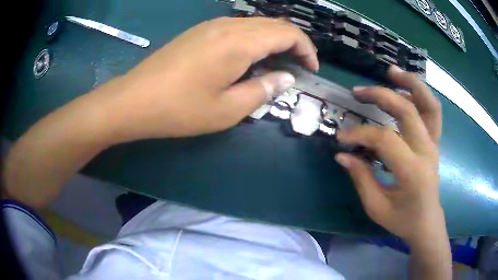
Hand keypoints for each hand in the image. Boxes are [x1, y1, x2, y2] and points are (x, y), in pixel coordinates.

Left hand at [100, 17, 317, 141]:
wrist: (135, 100)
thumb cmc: (180, 109)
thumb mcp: (227, 110)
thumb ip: (263, 90)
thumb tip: (285, 77)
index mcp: (239, 42)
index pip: (287, 33)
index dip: (306, 48)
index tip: (312, 69)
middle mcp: (228, 26)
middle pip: (274, 24)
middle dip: (295, 42)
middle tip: (300, 66)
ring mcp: (211, 26)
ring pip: (256, 24)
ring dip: (274, 39)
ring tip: (279, 63)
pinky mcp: (199, 31)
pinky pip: (238, 27)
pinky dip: (255, 38)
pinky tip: (251, 57)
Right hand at [334, 66, 443, 242]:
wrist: (427, 222)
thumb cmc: (402, 220)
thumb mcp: (376, 207)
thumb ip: (361, 178)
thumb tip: (342, 154)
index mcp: (413, 172)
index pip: (385, 139)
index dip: (360, 134)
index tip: (341, 138)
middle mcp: (427, 152)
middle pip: (407, 111)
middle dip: (381, 96)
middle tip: (358, 92)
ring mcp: (434, 144)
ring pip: (429, 104)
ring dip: (411, 83)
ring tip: (391, 72)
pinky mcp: (435, 141)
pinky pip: (432, 111)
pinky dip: (420, 94)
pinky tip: (405, 88)